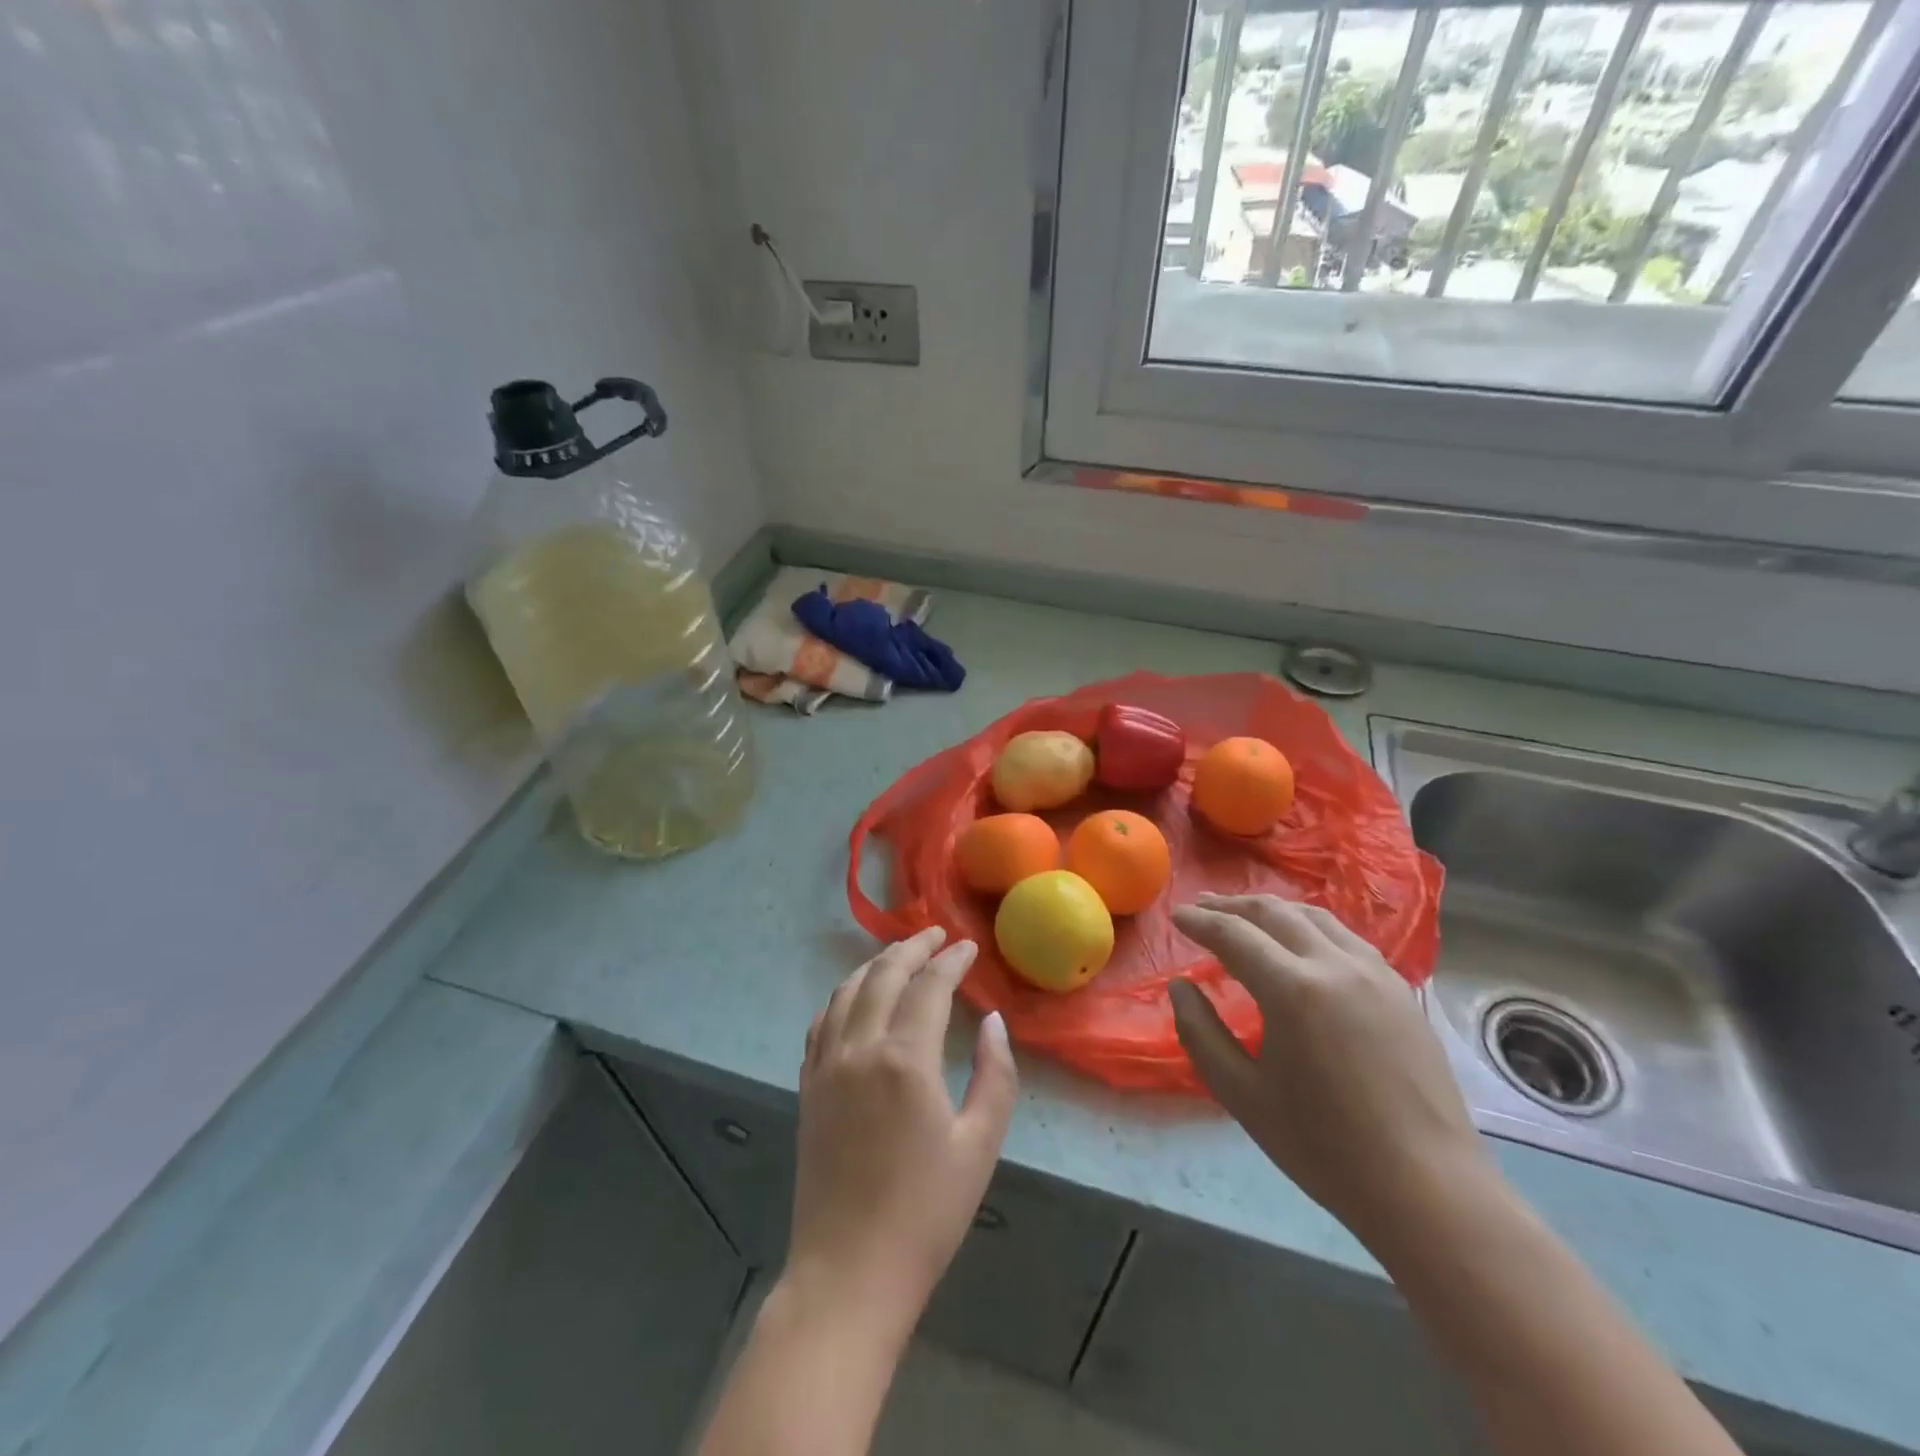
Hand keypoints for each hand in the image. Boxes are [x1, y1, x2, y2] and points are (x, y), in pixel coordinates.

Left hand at [787, 927, 1017, 1346]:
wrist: (848, 1274)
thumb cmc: (926, 1214)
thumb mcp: (980, 1146)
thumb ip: (995, 1074)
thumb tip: (993, 1022)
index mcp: (904, 1059)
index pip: (929, 986)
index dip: (951, 960)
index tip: (968, 946)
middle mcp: (859, 1048)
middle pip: (884, 975)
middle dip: (912, 948)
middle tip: (937, 935)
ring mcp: (826, 1065)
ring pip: (847, 991)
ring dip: (876, 964)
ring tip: (900, 955)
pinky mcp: (808, 1086)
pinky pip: (822, 1021)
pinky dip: (843, 996)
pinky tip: (856, 998)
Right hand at [1168, 894, 1488, 1253]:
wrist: (1428, 1189)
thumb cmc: (1325, 1147)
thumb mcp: (1242, 1095)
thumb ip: (1201, 1033)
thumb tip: (1180, 987)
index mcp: (1293, 989)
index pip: (1233, 935)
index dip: (1199, 921)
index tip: (1175, 915)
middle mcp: (1335, 965)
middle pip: (1274, 913)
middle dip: (1232, 906)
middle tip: (1202, 907)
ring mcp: (1375, 974)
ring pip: (1315, 917)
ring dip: (1273, 910)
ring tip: (1247, 916)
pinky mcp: (1401, 991)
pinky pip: (1346, 938)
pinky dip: (1310, 927)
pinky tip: (1302, 943)